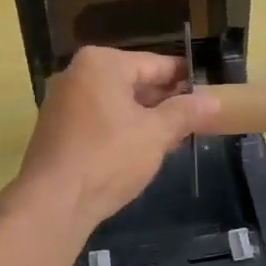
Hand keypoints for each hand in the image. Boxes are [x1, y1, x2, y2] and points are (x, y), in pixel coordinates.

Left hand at [15, 47, 217, 229]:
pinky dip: (121, 128)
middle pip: (133, 80)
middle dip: (164, 99)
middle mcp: (77, 74)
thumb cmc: (109, 158)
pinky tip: (142, 148)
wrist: (53, 202)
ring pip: (116, 101)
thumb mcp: (156, 134)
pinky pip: (98, 118)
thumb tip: (212, 100)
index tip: (208, 89)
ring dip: (144, 116)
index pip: (155, 64)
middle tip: (195, 116)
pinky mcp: (56, 128)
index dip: (184, 78)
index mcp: (102, 64)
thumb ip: (185, 112)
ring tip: (175, 135)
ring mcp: (62, 101)